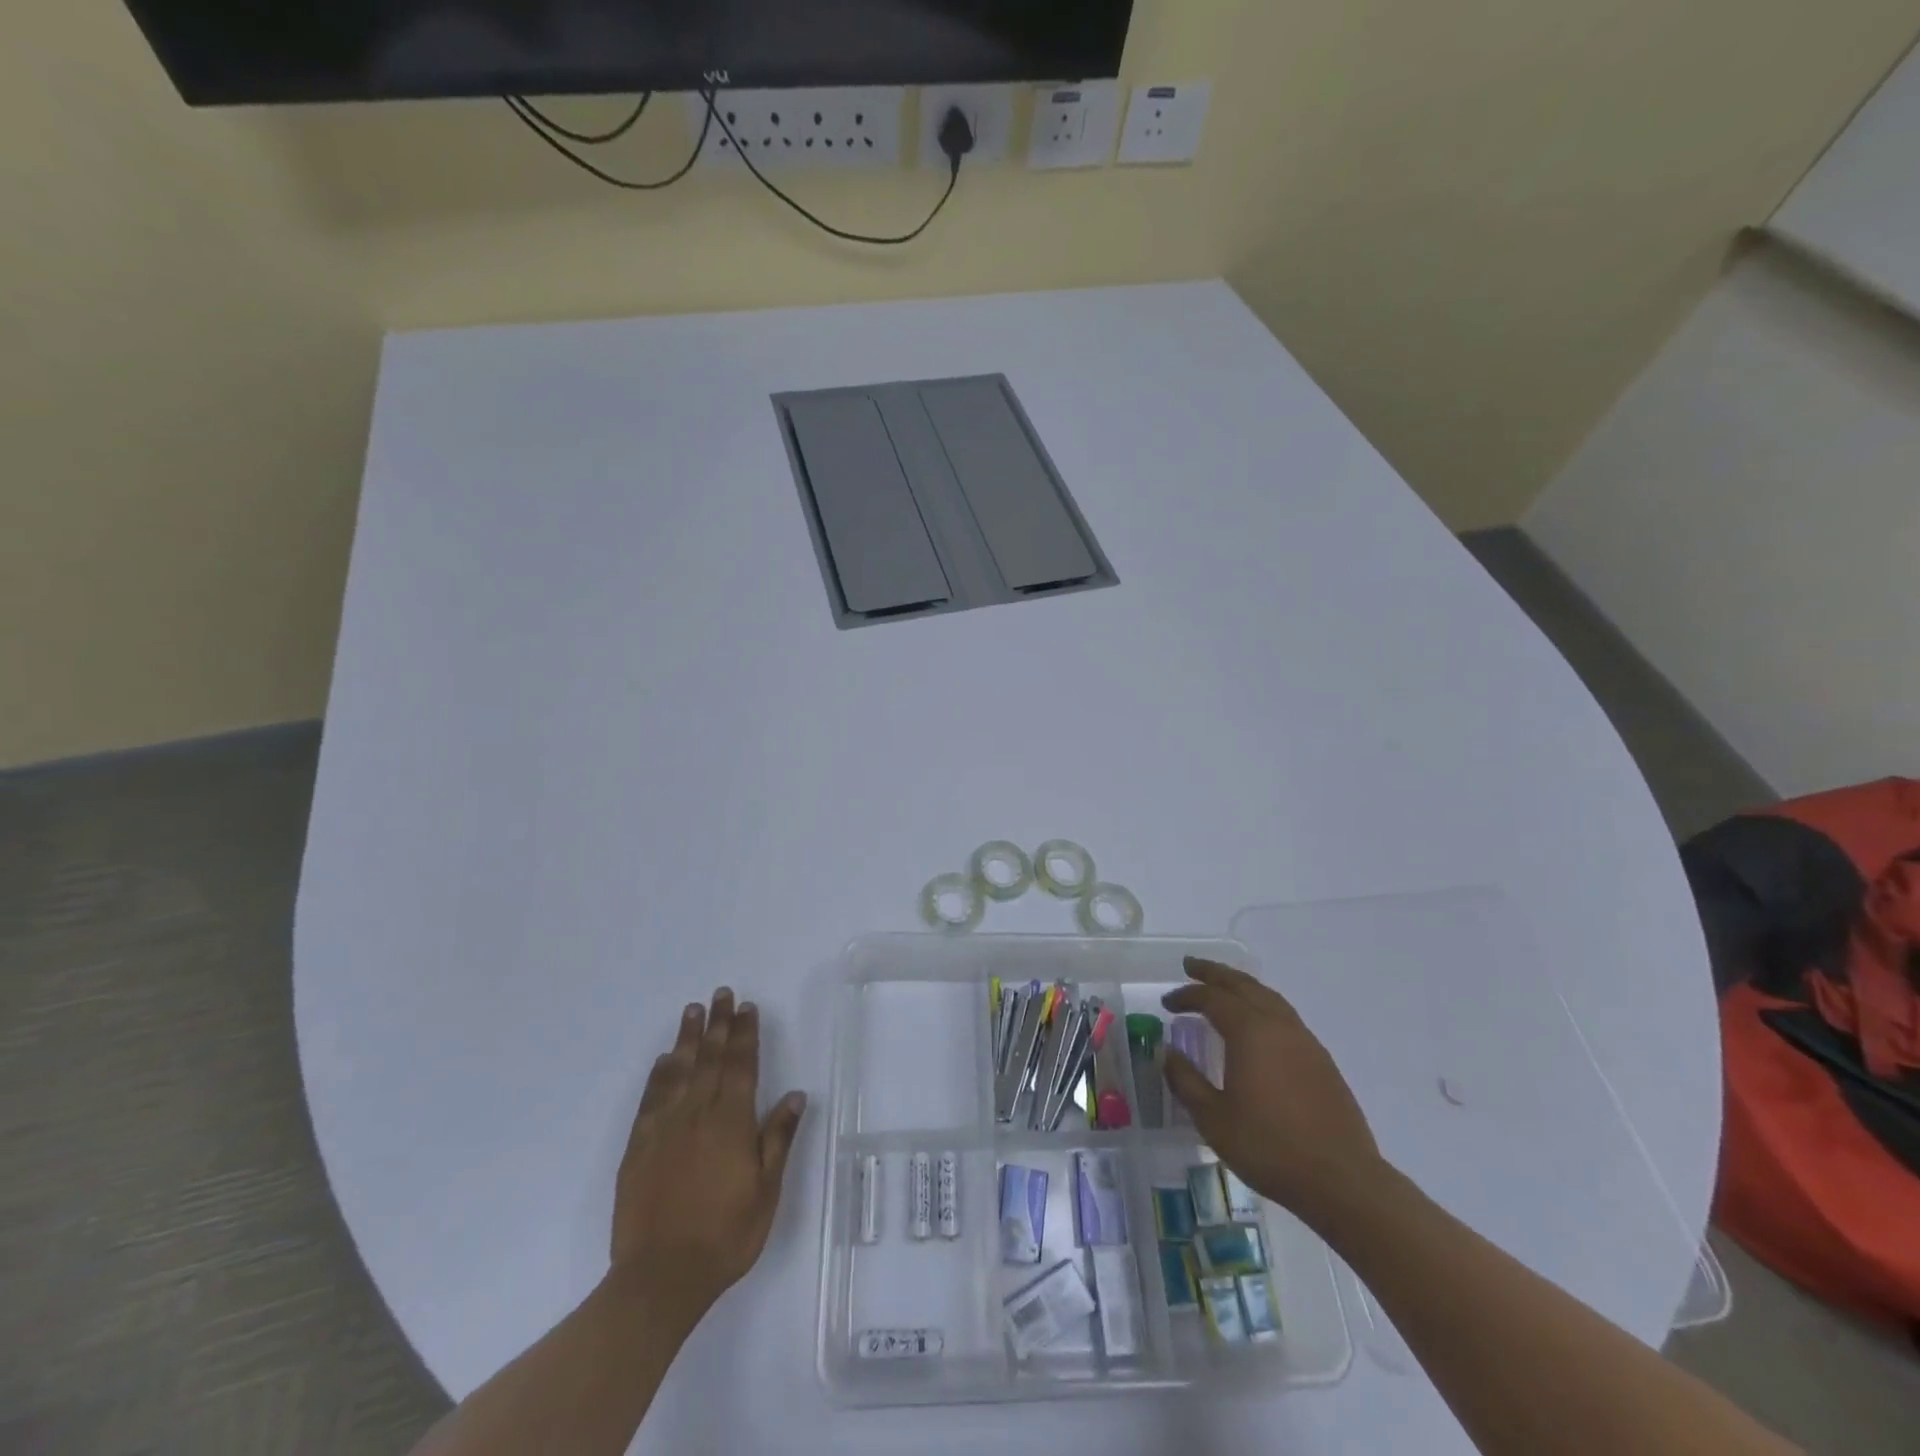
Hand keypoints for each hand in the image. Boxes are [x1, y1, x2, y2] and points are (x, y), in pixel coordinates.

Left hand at [608, 988, 806, 1323]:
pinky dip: (659, 1074)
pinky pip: (651, 1098)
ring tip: (694, 1010)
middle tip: (721, 994)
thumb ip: (778, 1138)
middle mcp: (697, 1114)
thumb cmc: (725, 1236)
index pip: (740, 1066)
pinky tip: (665, 1059)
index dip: (745, 1034)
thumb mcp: (765, 1191)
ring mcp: (664, 1128)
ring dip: (688, 1038)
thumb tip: (795, 1094)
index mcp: (731, 1122)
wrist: (660, 1278)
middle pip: (710, 1059)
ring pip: (679, 1070)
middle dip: (718, 1024)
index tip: (747, 1007)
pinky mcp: (639, 1146)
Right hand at [1161, 957, 1385, 1228]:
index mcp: (1250, 1032)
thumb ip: (1185, 1080)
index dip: (1187, 996)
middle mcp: (1278, 1026)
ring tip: (1223, 987)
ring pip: (1268, 996)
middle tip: (1191, 966)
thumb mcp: (1214, 1119)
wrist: (1342, 1180)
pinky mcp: (1321, 1060)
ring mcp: (1304, 1041)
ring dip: (1241, 986)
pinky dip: (1262, 1004)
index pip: (1212, 998)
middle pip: (1243, 985)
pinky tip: (1257, 1023)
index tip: (1167, 1003)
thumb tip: (1166, 1051)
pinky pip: (1285, 1015)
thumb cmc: (1269, 1148)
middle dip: (1215, 973)